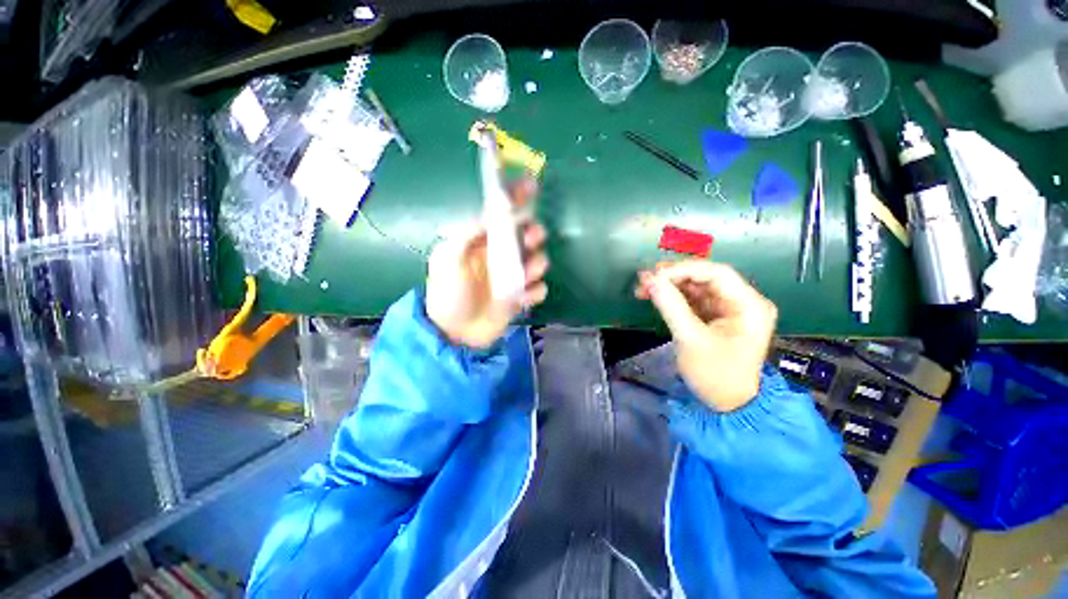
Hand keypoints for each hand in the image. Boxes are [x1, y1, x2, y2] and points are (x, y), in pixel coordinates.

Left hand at [426, 179, 548, 348]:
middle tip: (531, 239)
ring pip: (538, 261)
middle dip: (533, 233)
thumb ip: (466, 235)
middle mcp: (499, 257)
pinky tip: (523, 298)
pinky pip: (539, 289)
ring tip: (526, 275)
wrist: (454, 334)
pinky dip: (536, 291)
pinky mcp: (519, 298)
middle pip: (526, 236)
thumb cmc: (448, 295)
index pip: (501, 215)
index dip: (515, 198)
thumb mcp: (447, 260)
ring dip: (538, 263)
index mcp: (481, 244)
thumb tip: (489, 216)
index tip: (531, 185)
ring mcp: (511, 278)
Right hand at [636, 261, 776, 411]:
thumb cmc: (716, 375)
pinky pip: (695, 299)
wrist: (729, 406)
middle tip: (645, 279)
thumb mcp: (691, 340)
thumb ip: (671, 306)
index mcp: (749, 305)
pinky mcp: (718, 317)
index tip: (654, 276)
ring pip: (698, 286)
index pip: (716, 273)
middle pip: (706, 277)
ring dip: (671, 285)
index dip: (683, 270)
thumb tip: (649, 280)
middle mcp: (743, 301)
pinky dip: (675, 297)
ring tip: (644, 287)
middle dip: (674, 276)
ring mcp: (730, 309)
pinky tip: (657, 296)